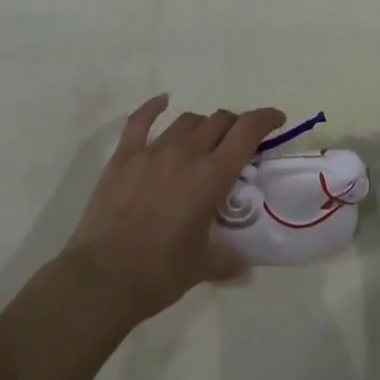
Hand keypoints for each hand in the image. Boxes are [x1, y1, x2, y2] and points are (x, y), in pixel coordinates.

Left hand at [62, 95, 283, 326]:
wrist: (103, 278)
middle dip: (235, 125)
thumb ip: (229, 259)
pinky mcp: (124, 157)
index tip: (276, 119)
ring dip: (203, 125)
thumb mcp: (203, 267)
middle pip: (219, 121)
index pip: (247, 132)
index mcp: (211, 176)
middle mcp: (186, 153)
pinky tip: (162, 101)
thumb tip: (247, 265)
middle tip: (239, 142)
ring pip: (187, 121)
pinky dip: (153, 108)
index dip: (265, 119)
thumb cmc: (160, 273)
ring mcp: (152, 151)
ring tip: (205, 140)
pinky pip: (140, 121)